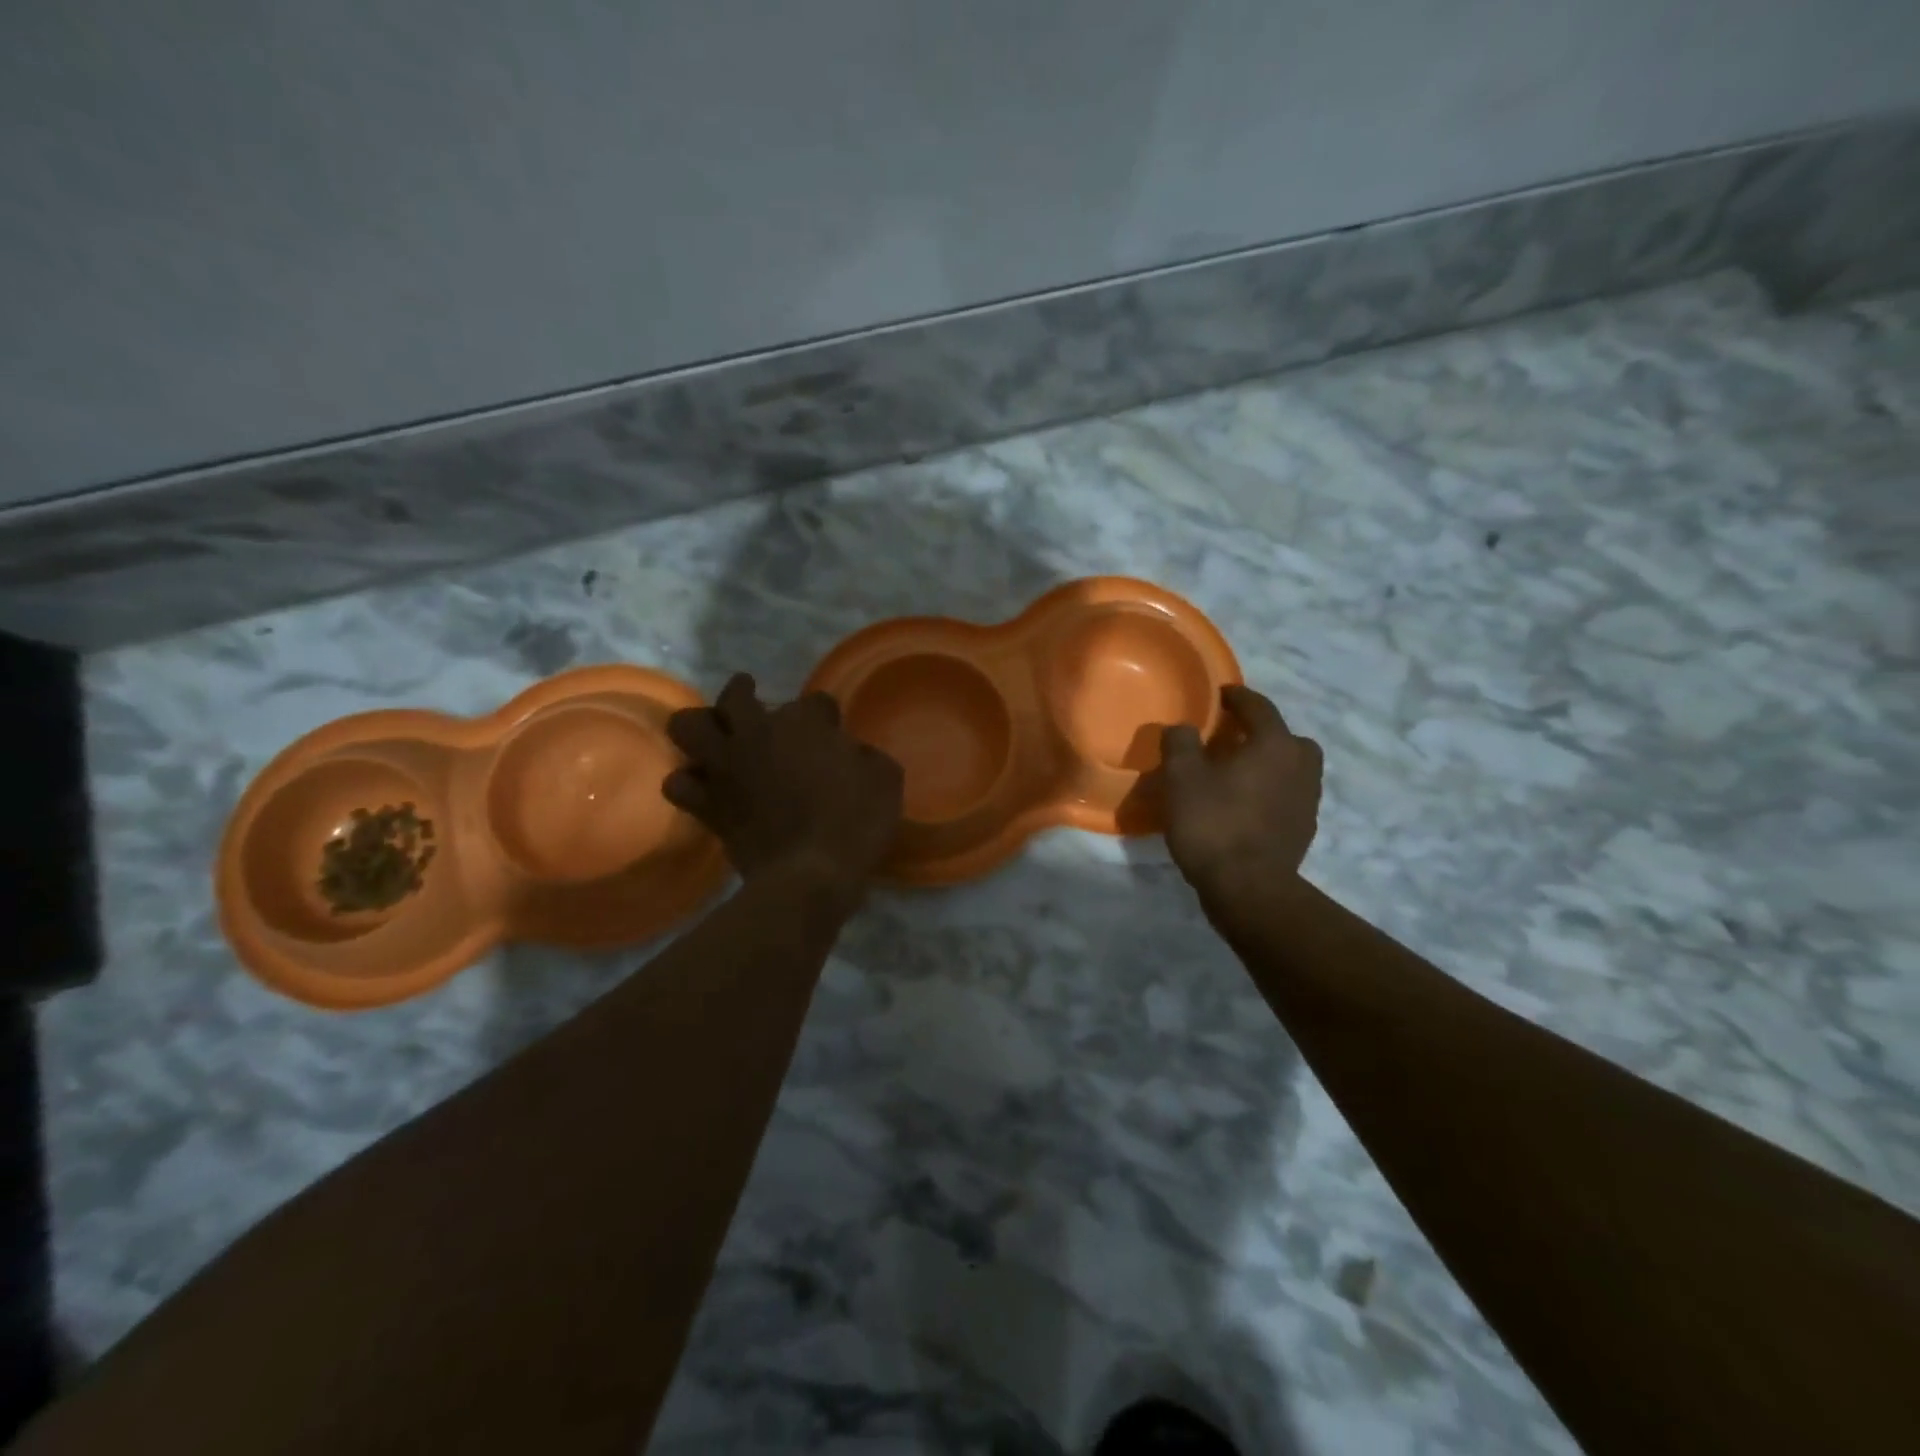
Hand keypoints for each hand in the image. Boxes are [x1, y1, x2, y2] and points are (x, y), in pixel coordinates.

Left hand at [664, 673, 902, 900]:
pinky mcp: (707, 803)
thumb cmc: (855, 823)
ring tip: (717, 737)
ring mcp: (726, 767)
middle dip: (744, 692)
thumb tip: (852, 753)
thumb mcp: (886, 780)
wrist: (811, 875)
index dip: (826, 715)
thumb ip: (866, 756)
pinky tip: (705, 786)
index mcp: (804, 723)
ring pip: (688, 726)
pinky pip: (679, 782)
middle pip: (736, 695)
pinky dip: (690, 781)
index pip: (815, 701)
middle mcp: (757, 734)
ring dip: (702, 727)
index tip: (834, 731)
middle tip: (751, 704)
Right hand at [1160, 684, 1322, 909]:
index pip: (1259, 708)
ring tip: (1238, 775)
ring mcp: (1308, 801)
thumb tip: (1184, 728)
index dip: (1237, 697)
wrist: (1248, 888)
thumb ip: (1180, 743)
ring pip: (1291, 769)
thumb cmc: (1213, 823)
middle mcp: (1301, 766)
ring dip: (1269, 765)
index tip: (1221, 694)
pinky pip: (1288, 797)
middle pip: (1286, 738)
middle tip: (1234, 739)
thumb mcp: (1181, 777)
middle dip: (1263, 733)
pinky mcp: (1304, 830)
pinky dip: (1271, 793)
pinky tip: (1246, 806)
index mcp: (1275, 745)